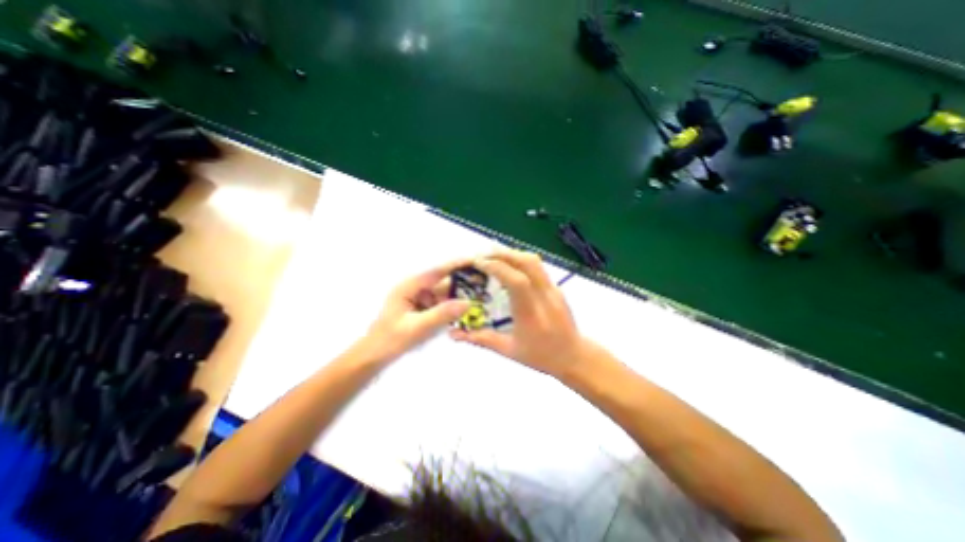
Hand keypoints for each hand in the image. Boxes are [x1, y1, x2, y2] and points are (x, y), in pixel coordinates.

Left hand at [363, 259, 470, 362]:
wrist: (373, 357)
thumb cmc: (390, 340)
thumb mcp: (416, 328)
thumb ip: (441, 314)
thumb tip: (468, 303)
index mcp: (409, 287)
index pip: (436, 271)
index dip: (456, 264)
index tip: (475, 259)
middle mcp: (414, 289)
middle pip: (442, 281)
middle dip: (462, 281)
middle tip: (484, 281)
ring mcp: (418, 299)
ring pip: (443, 293)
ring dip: (459, 295)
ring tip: (480, 295)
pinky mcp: (421, 309)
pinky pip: (440, 304)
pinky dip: (452, 306)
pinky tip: (465, 310)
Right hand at [452, 248, 588, 375]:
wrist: (574, 356)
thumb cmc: (541, 356)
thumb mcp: (509, 350)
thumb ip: (482, 339)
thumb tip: (454, 334)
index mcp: (532, 314)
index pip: (516, 281)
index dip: (497, 267)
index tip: (478, 263)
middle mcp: (545, 296)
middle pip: (527, 263)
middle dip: (502, 254)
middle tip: (482, 256)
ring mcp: (554, 289)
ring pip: (534, 261)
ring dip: (512, 254)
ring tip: (494, 256)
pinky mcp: (556, 287)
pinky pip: (537, 267)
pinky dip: (520, 260)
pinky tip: (509, 265)